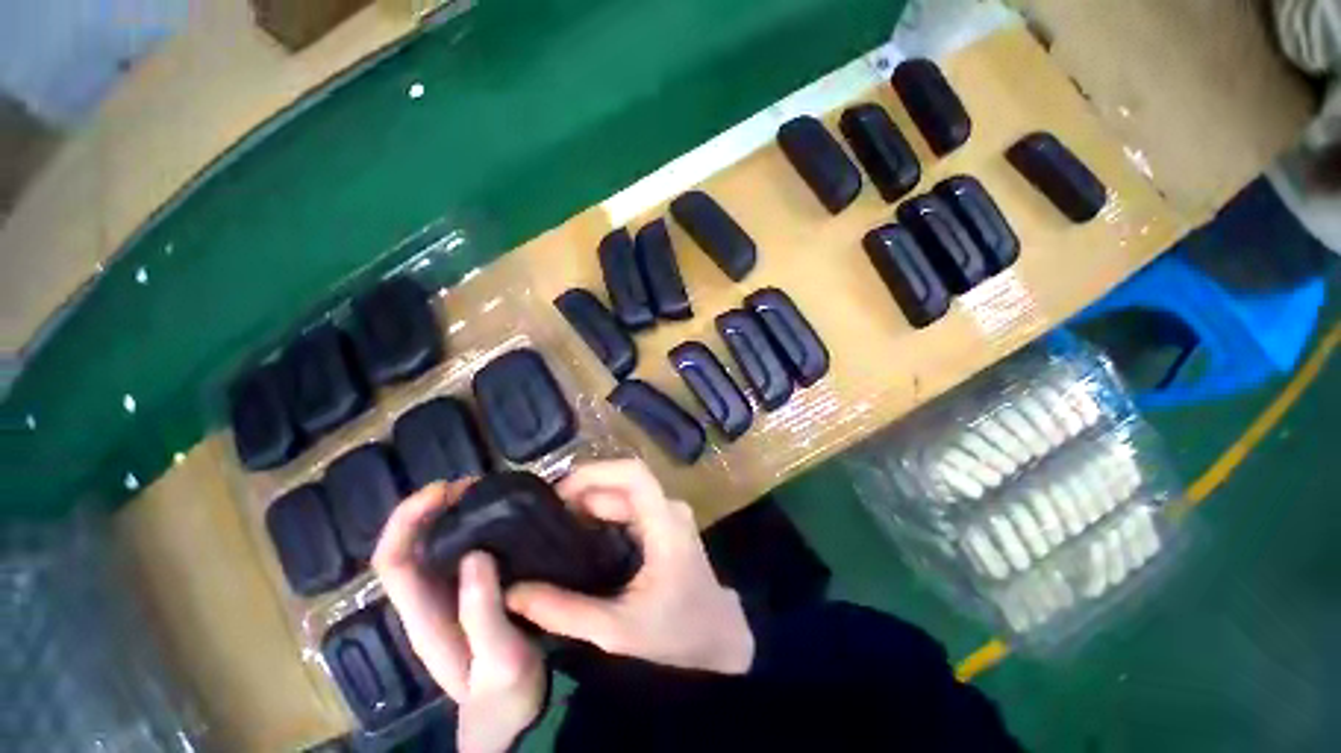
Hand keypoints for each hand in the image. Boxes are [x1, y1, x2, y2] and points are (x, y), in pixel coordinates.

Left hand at [373, 481, 546, 752]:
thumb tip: (475, 555)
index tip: (442, 491)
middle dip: (426, 508)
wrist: (512, 717)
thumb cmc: (505, 694)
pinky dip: (466, 525)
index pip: (393, 561)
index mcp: (424, 617)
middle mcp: (426, 601)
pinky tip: (492, 514)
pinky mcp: (467, 592)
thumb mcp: (500, 660)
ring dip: (445, 513)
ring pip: (429, 545)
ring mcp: (446, 596)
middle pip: (406, 546)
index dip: (407, 521)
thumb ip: (483, 614)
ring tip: (480, 491)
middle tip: (468, 484)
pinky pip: (456, 549)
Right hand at [507, 460, 754, 674]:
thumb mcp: (617, 630)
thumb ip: (565, 613)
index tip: (556, 494)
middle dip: (581, 491)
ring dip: (588, 500)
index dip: (594, 473)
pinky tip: (575, 533)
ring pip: (622, 492)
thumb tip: (514, 593)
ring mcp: (666, 512)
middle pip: (621, 482)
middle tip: (541, 515)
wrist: (718, 635)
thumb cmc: (676, 632)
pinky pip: (626, 506)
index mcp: (665, 523)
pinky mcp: (661, 522)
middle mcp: (667, 507)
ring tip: (551, 523)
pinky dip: (599, 512)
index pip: (633, 475)